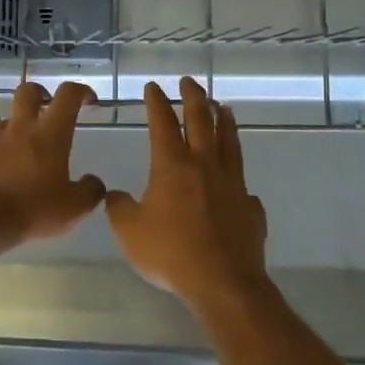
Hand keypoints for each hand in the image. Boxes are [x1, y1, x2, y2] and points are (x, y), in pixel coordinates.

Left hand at [0, 81, 106, 242]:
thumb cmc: (34, 208)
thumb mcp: (74, 207)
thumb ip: (90, 191)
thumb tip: (93, 182)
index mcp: (50, 133)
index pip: (68, 95)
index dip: (81, 91)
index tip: (89, 101)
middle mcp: (21, 129)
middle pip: (28, 91)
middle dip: (42, 93)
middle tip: (51, 108)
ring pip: (9, 118)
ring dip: (22, 125)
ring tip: (32, 149)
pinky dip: (6, 150)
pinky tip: (11, 172)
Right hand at [106, 78, 268, 305]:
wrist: (223, 283)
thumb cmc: (171, 253)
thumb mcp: (129, 232)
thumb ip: (119, 208)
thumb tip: (115, 194)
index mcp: (173, 166)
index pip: (163, 123)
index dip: (157, 103)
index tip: (153, 87)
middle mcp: (205, 166)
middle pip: (202, 121)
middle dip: (194, 98)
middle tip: (190, 82)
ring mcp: (233, 184)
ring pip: (230, 143)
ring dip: (225, 122)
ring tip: (224, 107)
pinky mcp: (250, 207)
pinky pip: (243, 184)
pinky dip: (238, 175)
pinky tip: (238, 179)